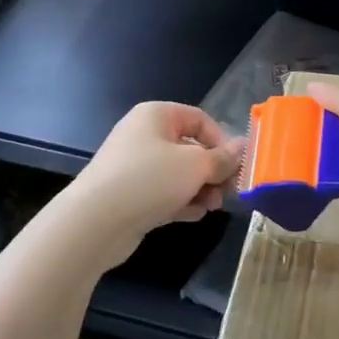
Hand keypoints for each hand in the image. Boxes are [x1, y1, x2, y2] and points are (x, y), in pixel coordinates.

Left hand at [61, 102, 242, 259]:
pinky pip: (163, 192)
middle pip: (190, 147)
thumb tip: (244, 147)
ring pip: (178, 173)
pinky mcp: (129, 195)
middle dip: (212, 170)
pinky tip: (194, 215)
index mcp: (156, 116)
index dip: (222, 140)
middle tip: (228, 191)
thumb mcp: (195, 166)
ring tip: (212, 207)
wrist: (94, 223)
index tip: (236, 166)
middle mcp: (144, 135)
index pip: (200, 119)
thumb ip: (223, 158)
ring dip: (200, 188)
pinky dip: (181, 202)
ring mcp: (134, 166)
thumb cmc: (149, 180)